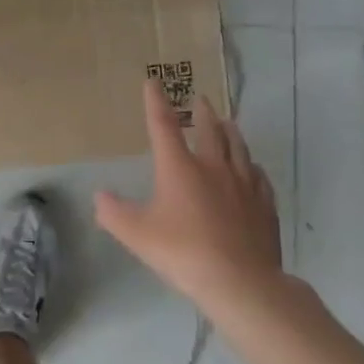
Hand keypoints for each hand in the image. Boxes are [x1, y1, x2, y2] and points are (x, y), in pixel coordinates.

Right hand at [95, 78, 297, 312]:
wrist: (241, 281)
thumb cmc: (183, 252)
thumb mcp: (136, 235)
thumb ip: (113, 213)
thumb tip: (99, 197)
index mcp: (180, 168)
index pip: (164, 126)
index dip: (156, 102)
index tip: (153, 81)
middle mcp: (214, 167)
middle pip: (210, 130)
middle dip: (202, 112)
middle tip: (200, 99)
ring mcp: (244, 185)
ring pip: (238, 148)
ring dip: (230, 132)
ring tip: (228, 123)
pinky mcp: (264, 205)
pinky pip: (259, 176)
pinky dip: (252, 166)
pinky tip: (253, 169)